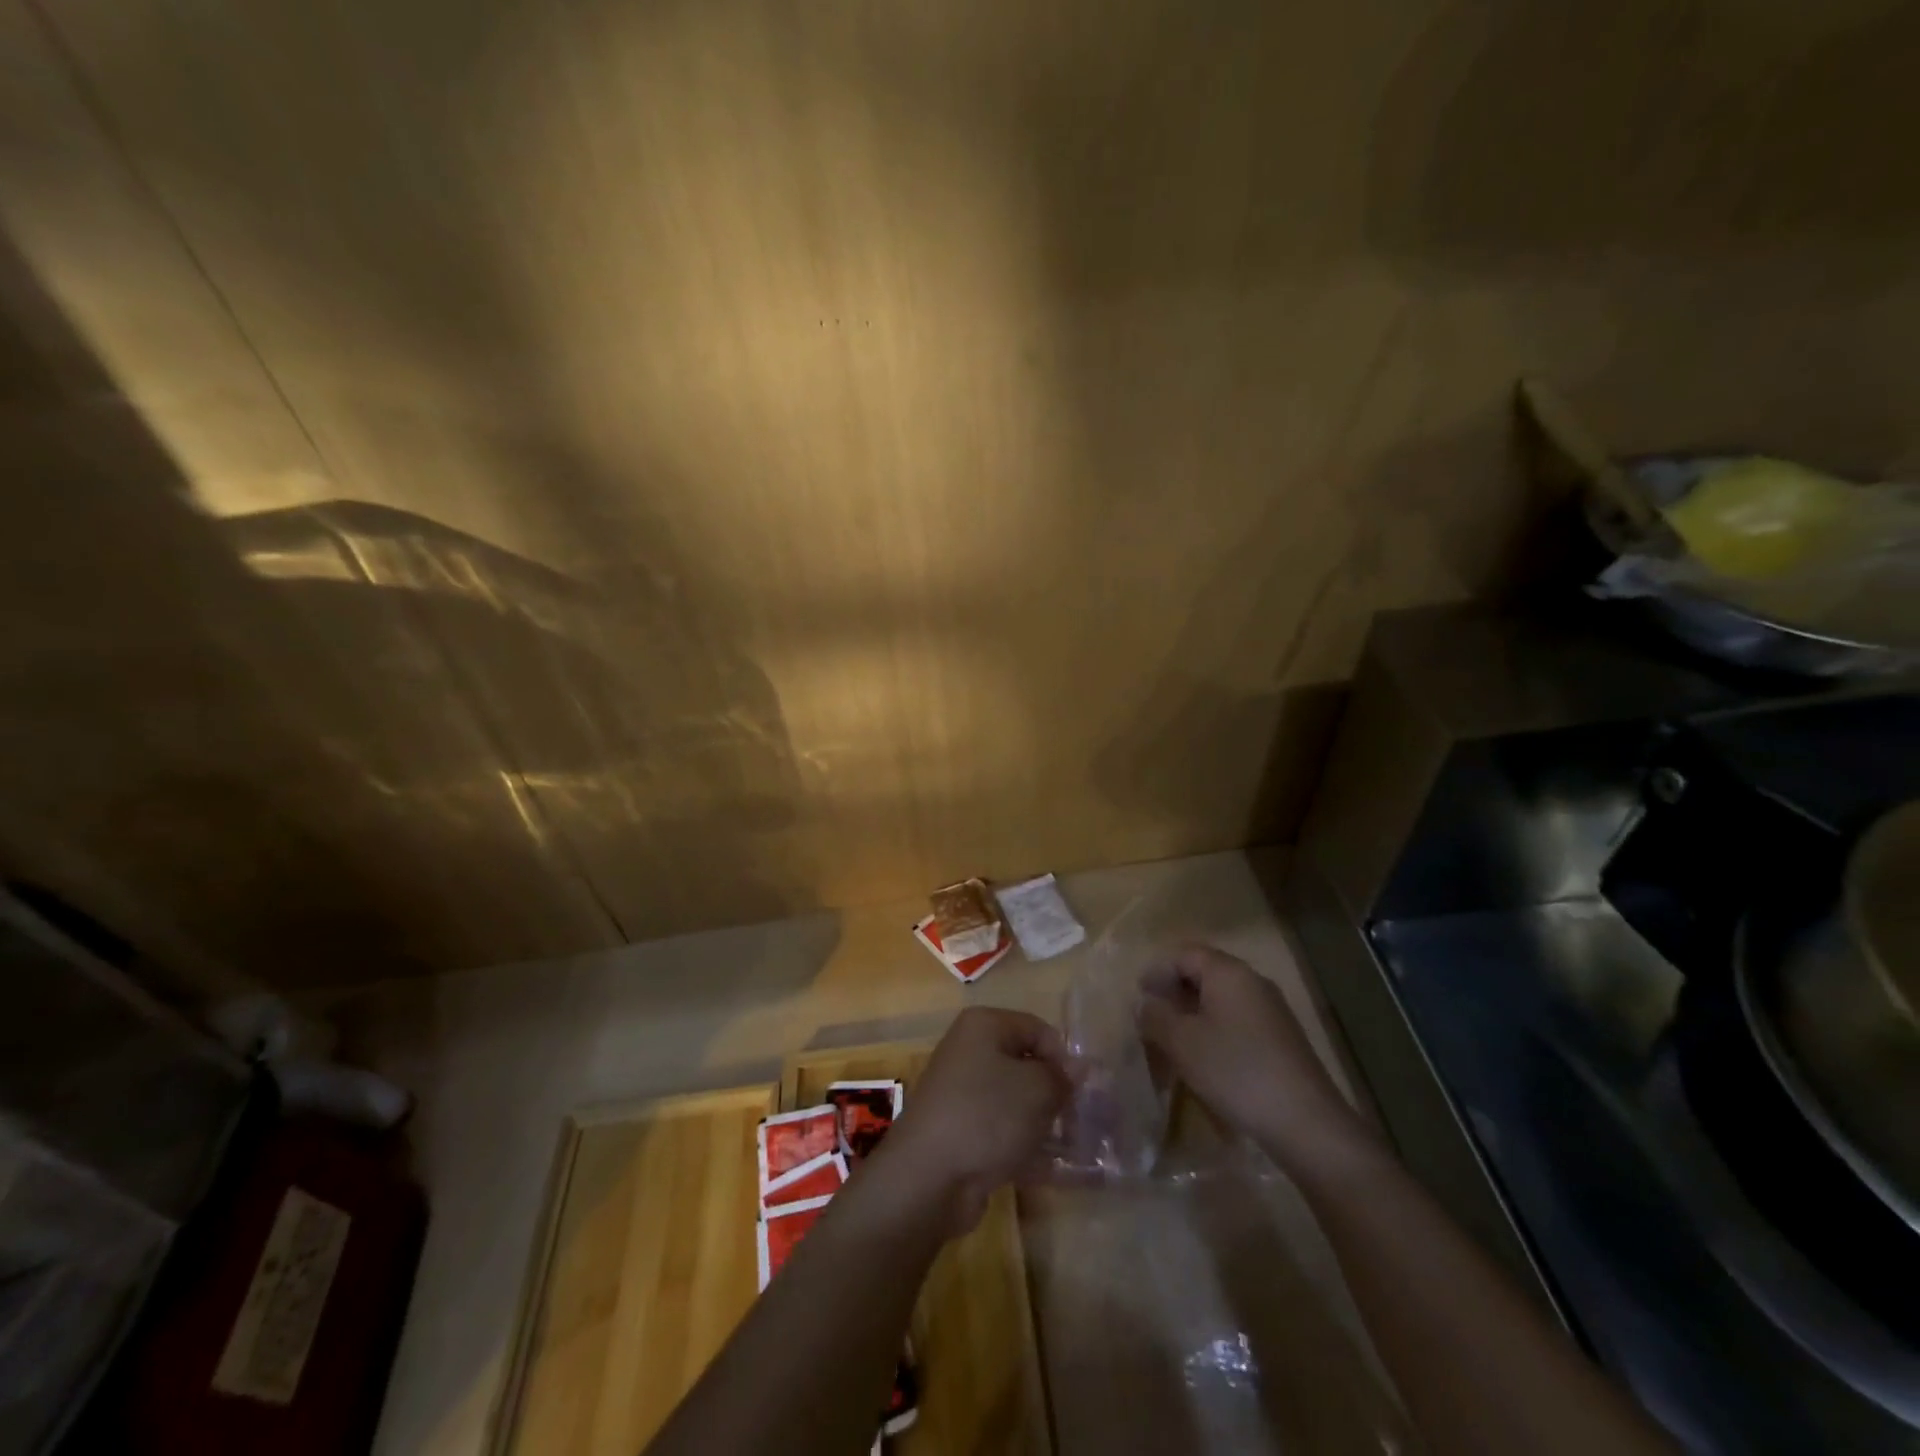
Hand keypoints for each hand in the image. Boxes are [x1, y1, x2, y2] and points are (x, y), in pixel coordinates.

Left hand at [871, 1007, 1070, 1235]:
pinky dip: (1025, 1147)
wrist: (928, 1176)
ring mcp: (962, 1093)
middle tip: (1081, 1122)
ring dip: (1044, 1123)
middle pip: (1026, 1065)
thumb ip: (1063, 1076)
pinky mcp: (961, 1132)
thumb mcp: (1037, 1089)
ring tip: (1074, 1149)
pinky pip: (1002, 1131)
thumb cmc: (987, 1115)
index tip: (1082, 1092)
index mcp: (984, 1026)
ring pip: (1015, 1101)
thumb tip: (1079, 1068)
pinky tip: (1051, 1171)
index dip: (1064, 1058)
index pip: (1038, 1029)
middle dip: (1056, 1093)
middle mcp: (970, 1051)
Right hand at [1137, 945, 1379, 1171]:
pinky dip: (1214, 1029)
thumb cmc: (1235, 1071)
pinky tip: (1205, 1058)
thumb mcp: (1183, 1043)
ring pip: (1221, 999)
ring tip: (1173, 1041)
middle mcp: (1252, 981)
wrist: (1305, 1122)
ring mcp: (1271, 1009)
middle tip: (1151, 1018)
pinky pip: (1238, 1020)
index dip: (1157, 971)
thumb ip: (1156, 1016)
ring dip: (1193, 1013)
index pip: (1184, 954)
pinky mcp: (1281, 1037)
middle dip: (1174, 992)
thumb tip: (1144, 1003)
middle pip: (1204, 973)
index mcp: (1228, 972)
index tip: (1138, 996)